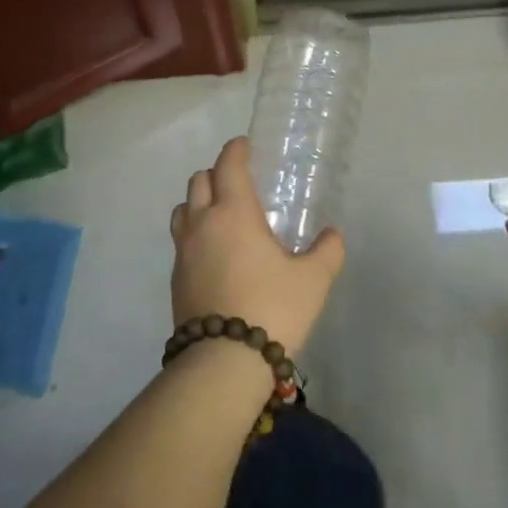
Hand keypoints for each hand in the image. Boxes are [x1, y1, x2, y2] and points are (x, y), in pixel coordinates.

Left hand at [169, 137, 344, 355]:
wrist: (224, 361)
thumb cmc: (273, 308)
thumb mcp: (313, 280)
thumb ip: (326, 251)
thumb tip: (332, 235)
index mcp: (234, 213)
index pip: (228, 166)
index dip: (236, 150)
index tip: (245, 145)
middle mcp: (202, 224)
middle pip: (199, 182)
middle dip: (216, 173)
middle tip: (238, 181)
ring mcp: (182, 252)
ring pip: (183, 210)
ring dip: (199, 202)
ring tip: (222, 214)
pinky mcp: (175, 279)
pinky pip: (181, 241)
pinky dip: (195, 233)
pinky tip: (215, 252)